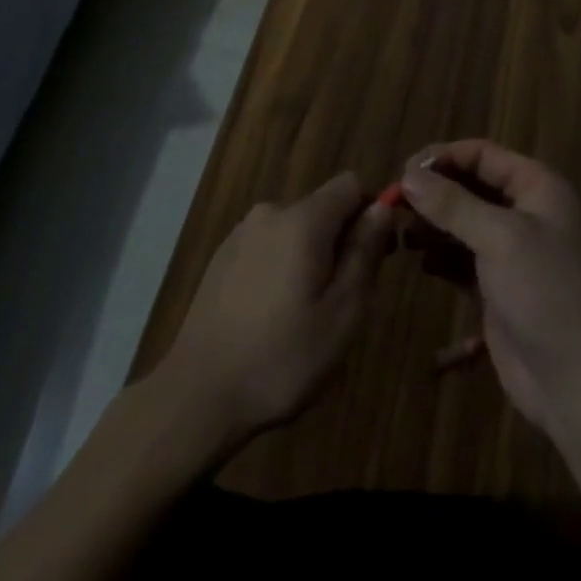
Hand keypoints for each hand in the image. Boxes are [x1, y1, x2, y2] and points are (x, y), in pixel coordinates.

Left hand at [154, 172, 391, 450]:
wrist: (198, 394)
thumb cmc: (282, 358)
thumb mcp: (342, 313)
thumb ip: (365, 253)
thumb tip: (382, 207)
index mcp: (303, 219)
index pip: (351, 185)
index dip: (370, 213)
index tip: (375, 257)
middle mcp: (271, 212)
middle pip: (322, 207)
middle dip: (340, 241)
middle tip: (342, 300)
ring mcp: (241, 232)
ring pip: (295, 228)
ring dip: (310, 256)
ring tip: (305, 314)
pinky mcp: (222, 256)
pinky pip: (268, 245)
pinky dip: (281, 266)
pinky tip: (272, 314)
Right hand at [399, 140, 580, 436]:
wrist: (575, 380)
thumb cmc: (544, 292)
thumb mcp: (499, 238)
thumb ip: (452, 203)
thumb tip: (409, 175)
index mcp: (537, 187)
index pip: (482, 154)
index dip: (443, 157)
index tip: (404, 171)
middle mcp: (526, 211)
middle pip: (471, 185)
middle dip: (434, 191)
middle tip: (394, 202)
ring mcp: (513, 250)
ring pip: (464, 221)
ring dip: (433, 222)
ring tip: (399, 231)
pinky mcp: (498, 285)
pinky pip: (462, 256)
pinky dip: (441, 255)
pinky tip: (419, 261)